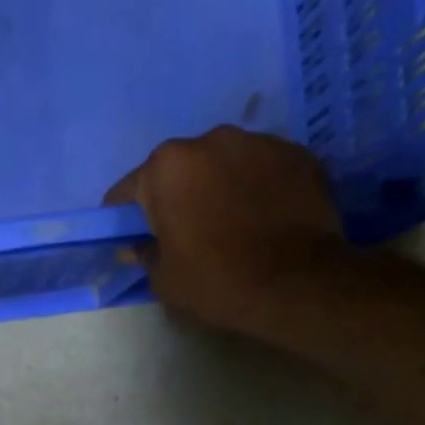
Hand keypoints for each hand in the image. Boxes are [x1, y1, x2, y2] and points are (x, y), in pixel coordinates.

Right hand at [105, 126, 345, 333]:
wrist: (296, 283)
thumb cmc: (215, 281)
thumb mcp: (164, 279)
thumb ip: (145, 254)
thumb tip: (137, 245)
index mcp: (167, 168)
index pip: (129, 190)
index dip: (126, 217)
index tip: (131, 237)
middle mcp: (211, 140)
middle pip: (180, 169)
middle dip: (177, 195)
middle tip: (184, 232)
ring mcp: (259, 142)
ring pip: (224, 165)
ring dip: (218, 187)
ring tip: (229, 225)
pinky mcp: (298, 154)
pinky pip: (262, 170)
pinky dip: (256, 189)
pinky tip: (262, 220)